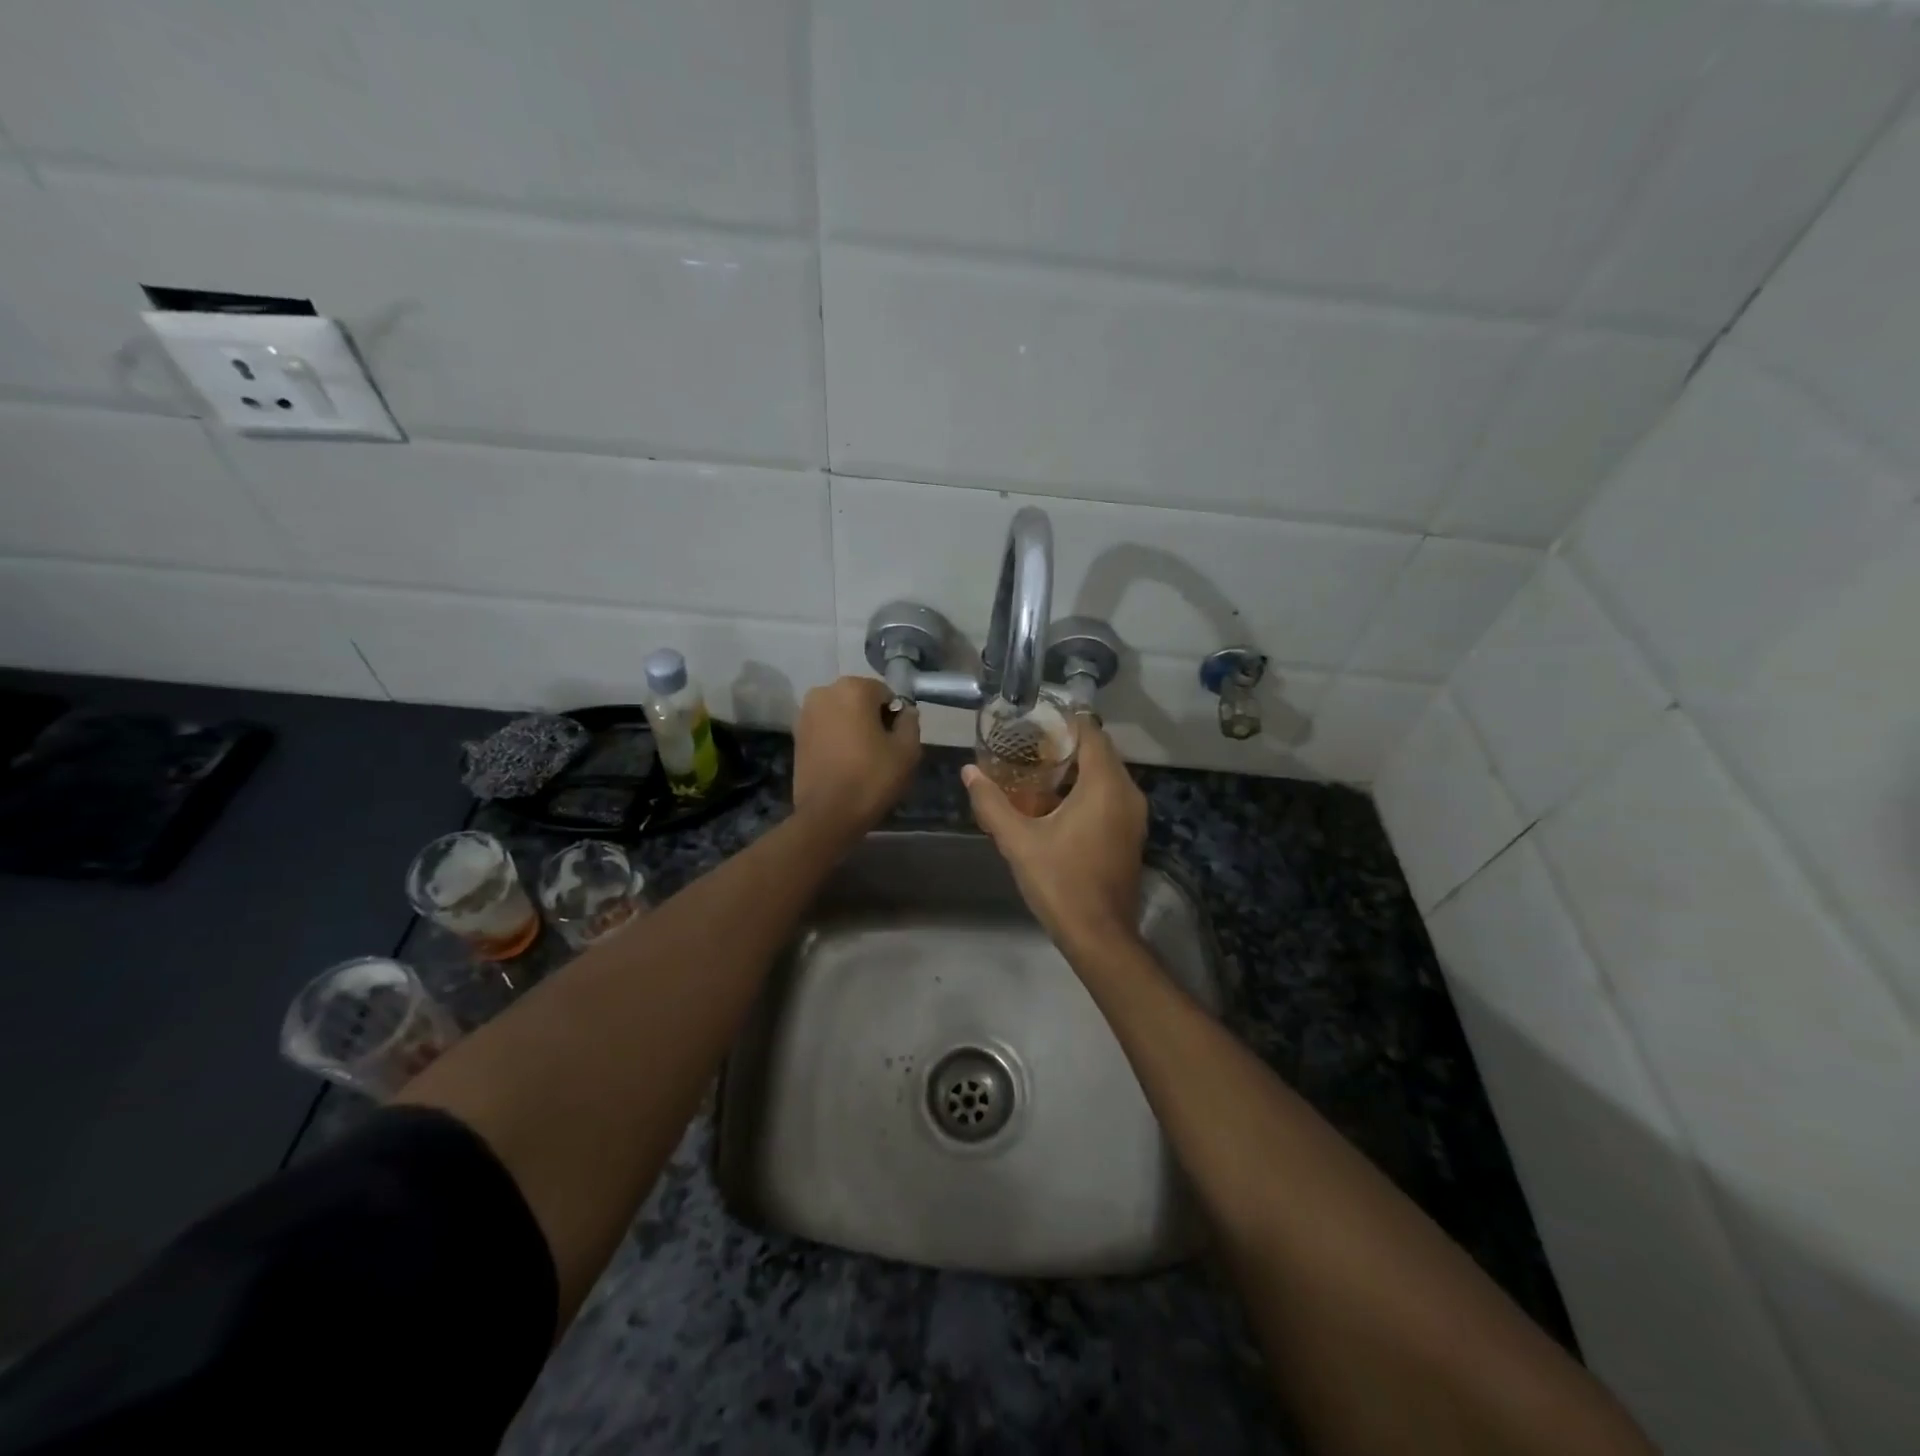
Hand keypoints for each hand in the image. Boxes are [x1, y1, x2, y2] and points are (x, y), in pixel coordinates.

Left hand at [792, 677, 921, 836]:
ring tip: (860, 759)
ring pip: (841, 714)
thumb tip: (905, 711)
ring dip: (852, 728)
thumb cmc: (871, 778)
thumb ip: (910, 722)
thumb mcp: (907, 750)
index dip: (894, 717)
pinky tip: (843, 763)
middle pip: (860, 700)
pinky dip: (835, 739)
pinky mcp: (795, 735)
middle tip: (880, 751)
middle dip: (871, 719)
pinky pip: (825, 728)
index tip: (895, 742)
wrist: (827, 815)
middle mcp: (824, 692)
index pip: (885, 694)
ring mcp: (805, 713)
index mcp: (853, 689)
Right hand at [963, 717, 1145, 953]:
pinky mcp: (1131, 833)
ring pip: (1106, 775)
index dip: (1064, 722)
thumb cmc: (1060, 882)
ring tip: (1036, 771)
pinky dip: (1087, 790)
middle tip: (1027, 746)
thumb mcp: (1018, 842)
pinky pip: (1111, 796)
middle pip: (1100, 752)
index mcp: (1105, 786)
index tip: (1034, 722)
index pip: (1091, 733)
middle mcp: (1128, 793)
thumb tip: (969, 772)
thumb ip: (992, 803)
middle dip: (1066, 745)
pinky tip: (1056, 803)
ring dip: (1077, 769)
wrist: (1099, 935)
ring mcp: (1134, 815)